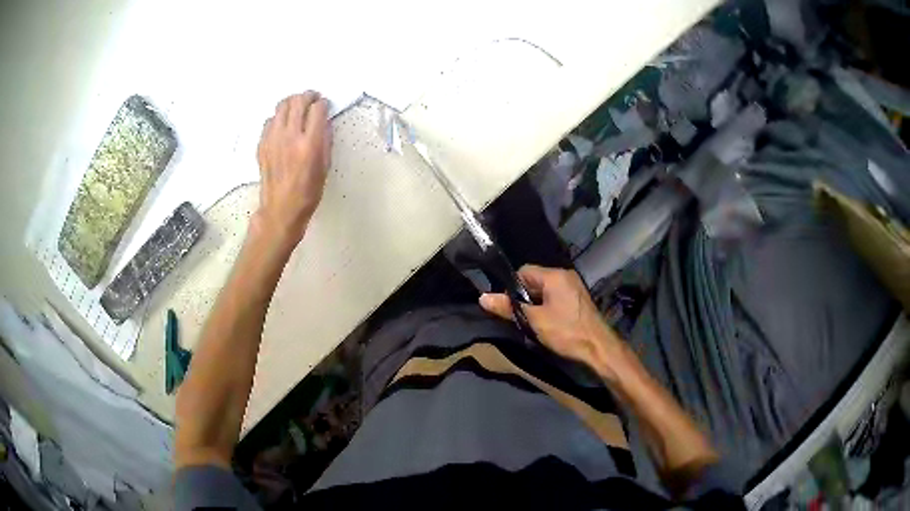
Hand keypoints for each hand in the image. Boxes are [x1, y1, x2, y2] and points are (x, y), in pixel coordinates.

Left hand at [254, 91, 331, 245]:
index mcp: (309, 144)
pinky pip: (270, 120)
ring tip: (297, 107)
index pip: (317, 109)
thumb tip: (323, 121)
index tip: (324, 105)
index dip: (323, 103)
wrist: (281, 208)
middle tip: (312, 99)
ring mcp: (273, 139)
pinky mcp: (262, 144)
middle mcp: (290, 137)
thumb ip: (325, 139)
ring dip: (292, 102)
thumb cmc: (308, 191)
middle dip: (308, 96)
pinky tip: (284, 125)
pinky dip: (279, 117)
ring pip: (282, 105)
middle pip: (298, 101)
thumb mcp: (325, 166)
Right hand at [479, 265, 621, 367]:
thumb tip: (483, 297)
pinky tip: (546, 324)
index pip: (524, 271)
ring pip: (545, 291)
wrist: (598, 347)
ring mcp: (573, 287)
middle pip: (534, 280)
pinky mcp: (578, 300)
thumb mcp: (534, 320)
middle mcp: (565, 276)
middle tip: (519, 317)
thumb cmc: (566, 331)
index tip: (508, 306)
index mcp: (554, 275)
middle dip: (524, 298)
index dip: (512, 287)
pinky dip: (547, 307)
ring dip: (535, 304)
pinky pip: (555, 297)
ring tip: (531, 322)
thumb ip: (509, 307)